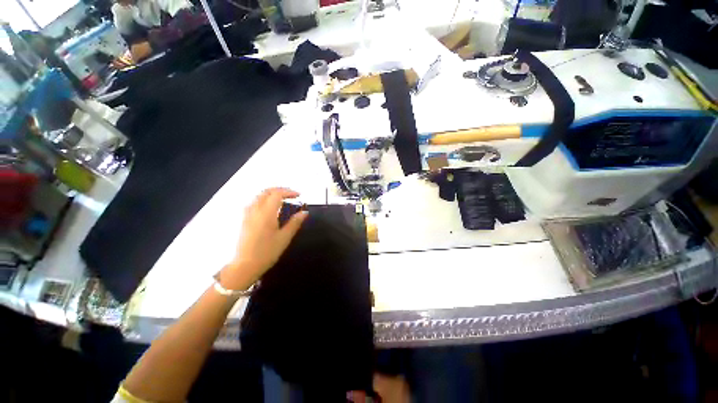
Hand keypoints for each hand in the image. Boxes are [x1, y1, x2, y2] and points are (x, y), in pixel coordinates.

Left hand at [221, 188, 307, 289]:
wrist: (244, 266)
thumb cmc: (267, 252)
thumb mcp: (284, 238)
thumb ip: (295, 223)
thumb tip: (305, 212)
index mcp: (266, 213)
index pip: (277, 194)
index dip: (289, 192)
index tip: (299, 195)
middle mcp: (255, 210)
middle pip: (266, 192)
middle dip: (280, 190)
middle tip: (291, 195)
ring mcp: (247, 214)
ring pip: (258, 196)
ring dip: (271, 193)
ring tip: (282, 199)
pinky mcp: (244, 219)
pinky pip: (254, 202)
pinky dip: (264, 199)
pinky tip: (269, 207)